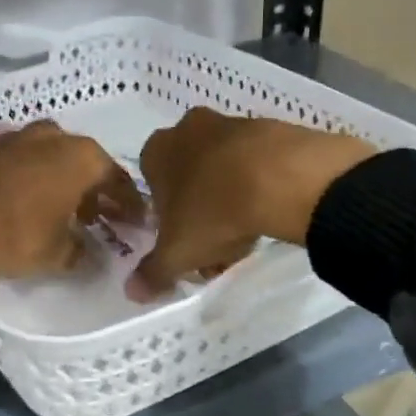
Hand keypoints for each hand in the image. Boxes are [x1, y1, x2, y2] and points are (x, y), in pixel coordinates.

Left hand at [0, 121, 142, 280]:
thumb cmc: (14, 234)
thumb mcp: (56, 254)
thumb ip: (80, 251)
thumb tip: (89, 253)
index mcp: (79, 156)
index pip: (116, 178)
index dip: (128, 203)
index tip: (135, 222)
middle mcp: (50, 136)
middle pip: (81, 162)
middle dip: (91, 189)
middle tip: (95, 217)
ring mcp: (12, 137)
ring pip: (47, 157)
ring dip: (57, 181)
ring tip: (57, 212)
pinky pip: (16, 162)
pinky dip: (26, 180)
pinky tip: (19, 203)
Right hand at [130, 107, 375, 300]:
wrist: (282, 178)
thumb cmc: (213, 212)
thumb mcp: (177, 253)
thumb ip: (153, 273)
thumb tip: (132, 291)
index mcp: (157, 151)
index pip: (152, 188)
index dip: (167, 222)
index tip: (186, 246)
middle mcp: (189, 129)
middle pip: (189, 179)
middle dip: (200, 214)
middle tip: (217, 249)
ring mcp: (232, 124)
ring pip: (224, 172)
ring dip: (231, 202)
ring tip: (249, 237)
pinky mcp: (271, 128)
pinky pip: (257, 165)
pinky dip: (260, 187)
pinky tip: (272, 214)